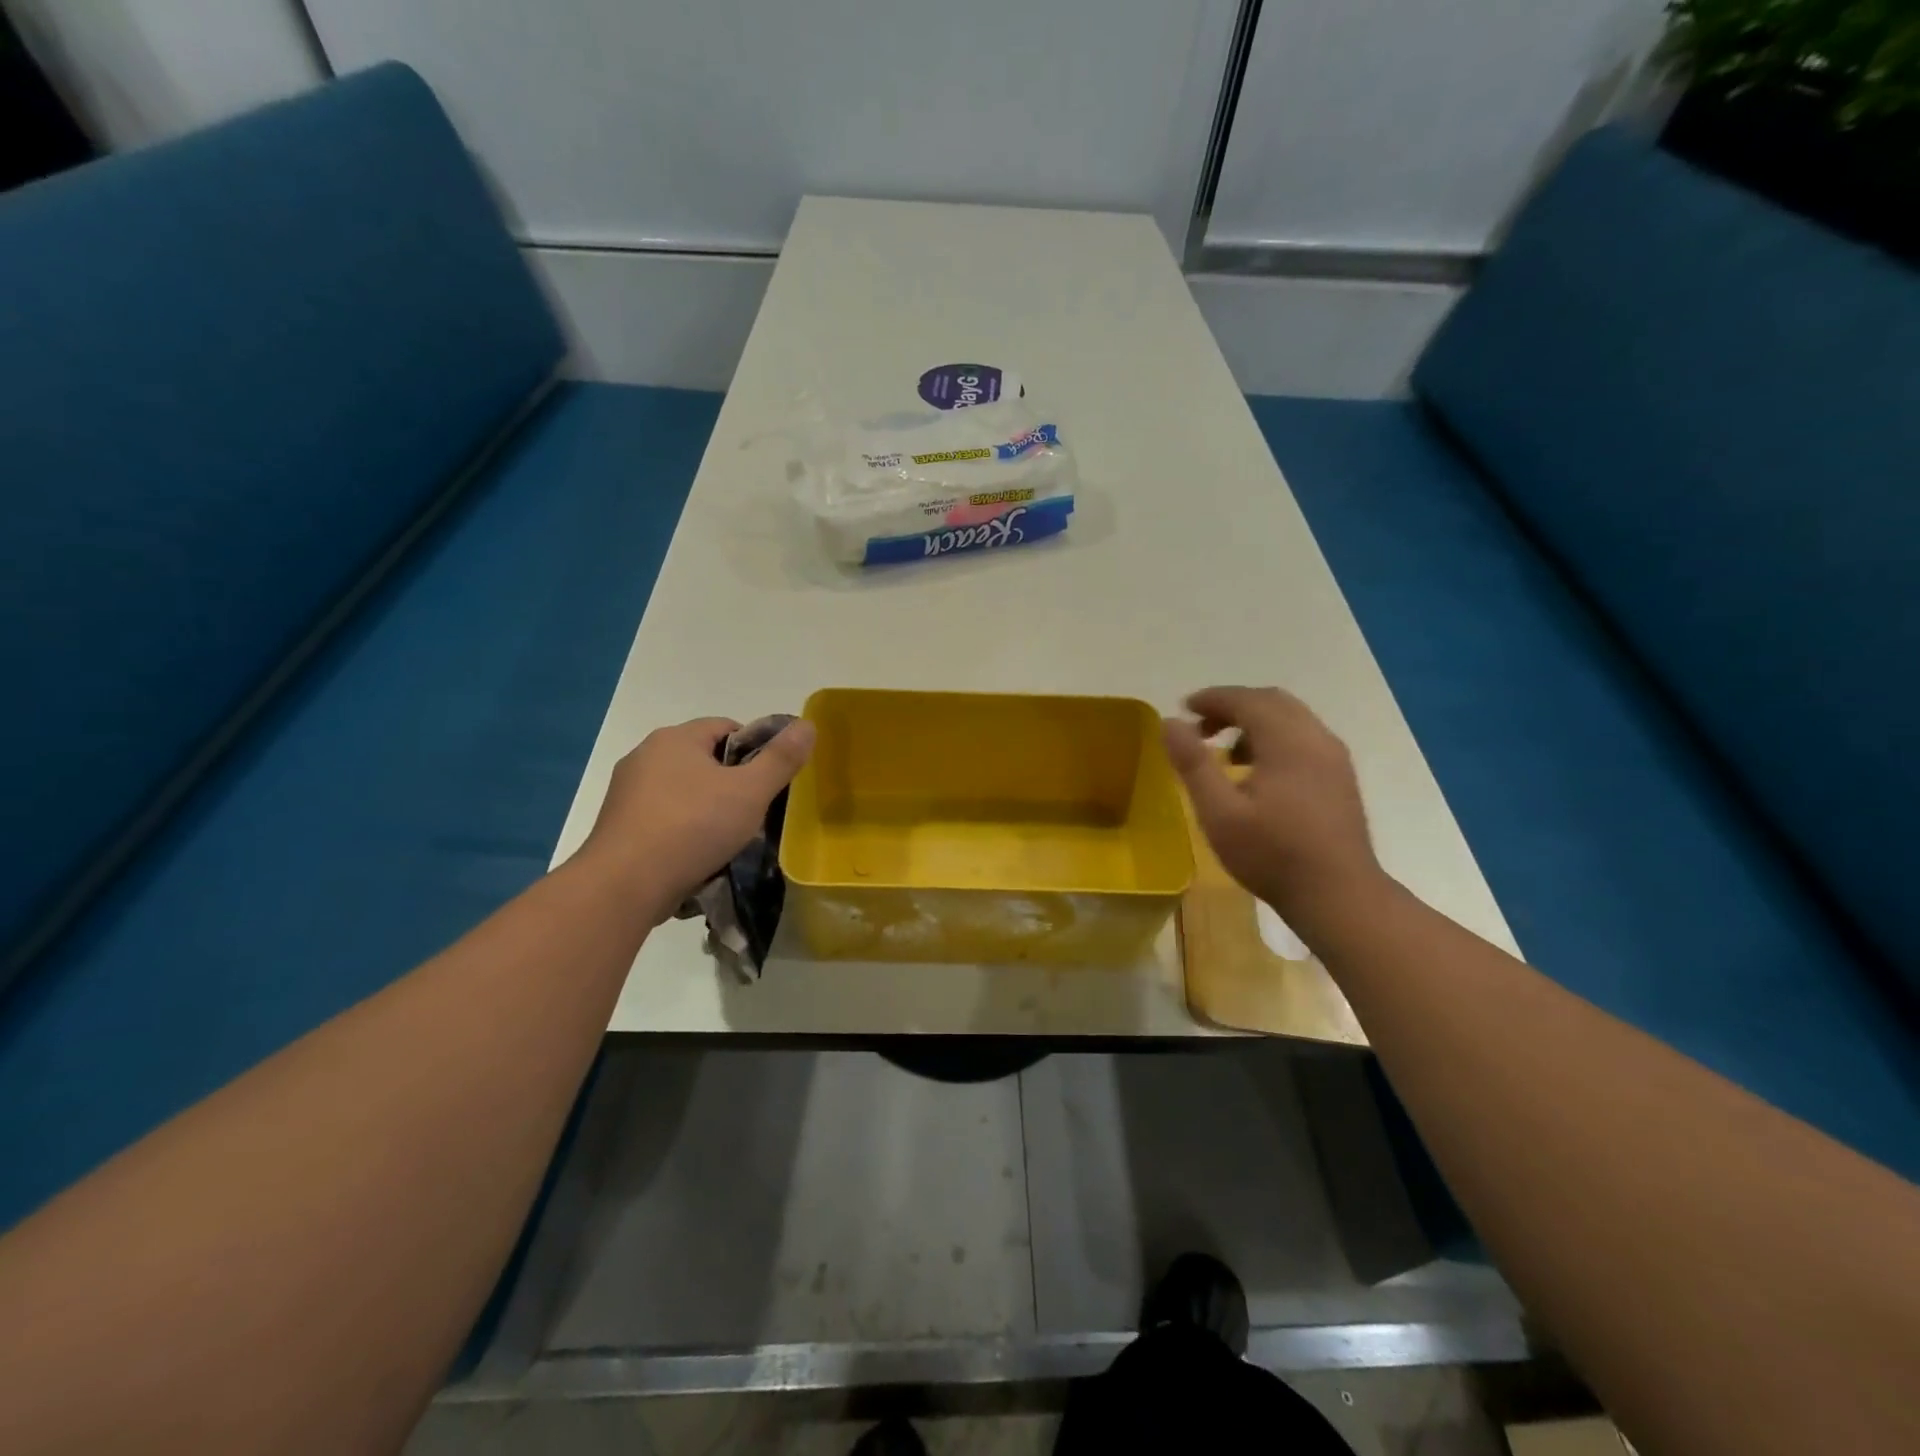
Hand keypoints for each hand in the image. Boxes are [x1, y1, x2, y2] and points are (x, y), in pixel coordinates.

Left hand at [579, 716, 815, 920]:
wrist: (624, 885)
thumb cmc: (692, 828)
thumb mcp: (751, 792)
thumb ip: (781, 759)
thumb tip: (807, 725)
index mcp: (676, 738)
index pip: (726, 727)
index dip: (755, 750)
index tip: (769, 782)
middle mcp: (645, 755)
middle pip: (703, 758)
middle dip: (730, 782)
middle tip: (753, 812)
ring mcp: (626, 791)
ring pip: (682, 790)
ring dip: (705, 807)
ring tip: (726, 838)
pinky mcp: (618, 824)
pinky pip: (662, 817)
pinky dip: (681, 829)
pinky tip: (695, 855)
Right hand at [1163, 687, 1383, 930]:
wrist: (1339, 895)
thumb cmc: (1272, 854)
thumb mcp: (1220, 812)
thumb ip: (1193, 763)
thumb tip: (1169, 722)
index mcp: (1287, 741)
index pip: (1246, 700)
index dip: (1212, 698)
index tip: (1183, 708)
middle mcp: (1316, 738)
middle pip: (1272, 701)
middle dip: (1233, 705)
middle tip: (1200, 727)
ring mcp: (1334, 757)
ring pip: (1291, 718)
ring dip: (1255, 721)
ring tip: (1225, 751)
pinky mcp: (1340, 777)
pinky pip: (1304, 737)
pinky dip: (1275, 737)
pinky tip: (1258, 772)